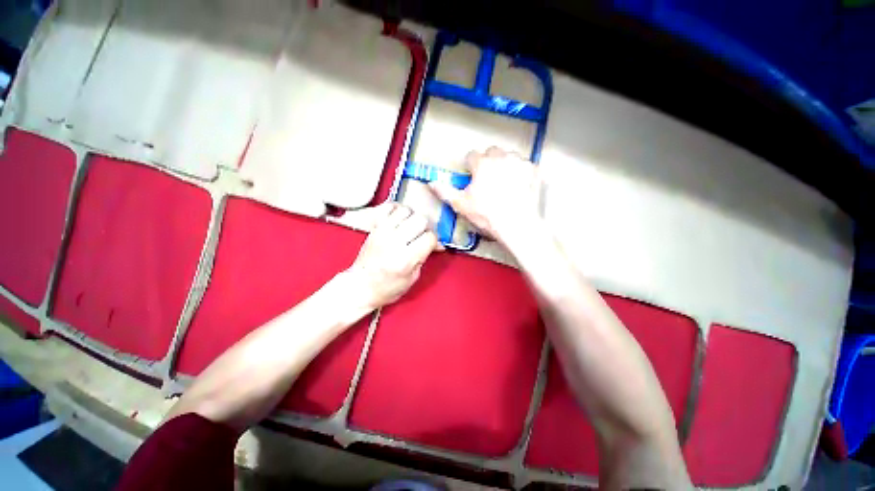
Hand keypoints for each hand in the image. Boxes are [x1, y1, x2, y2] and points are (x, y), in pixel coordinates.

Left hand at [344, 203, 439, 309]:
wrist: (360, 286)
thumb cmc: (387, 287)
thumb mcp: (412, 277)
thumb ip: (425, 257)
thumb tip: (437, 243)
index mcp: (405, 259)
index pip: (429, 237)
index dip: (434, 240)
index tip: (431, 245)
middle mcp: (394, 242)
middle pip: (420, 219)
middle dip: (425, 227)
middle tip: (422, 236)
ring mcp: (382, 232)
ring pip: (406, 210)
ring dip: (412, 217)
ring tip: (411, 228)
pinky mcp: (375, 228)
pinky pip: (389, 208)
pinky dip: (397, 210)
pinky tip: (400, 220)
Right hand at [428, 147, 543, 243]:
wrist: (517, 225)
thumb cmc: (487, 215)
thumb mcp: (461, 205)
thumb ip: (445, 191)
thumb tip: (430, 183)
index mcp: (482, 164)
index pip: (472, 155)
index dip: (470, 166)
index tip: (472, 175)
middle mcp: (502, 157)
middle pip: (491, 152)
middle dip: (488, 162)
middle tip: (488, 180)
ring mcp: (520, 162)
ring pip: (509, 156)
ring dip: (504, 165)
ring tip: (504, 183)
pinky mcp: (535, 170)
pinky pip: (525, 165)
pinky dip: (520, 172)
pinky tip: (518, 186)